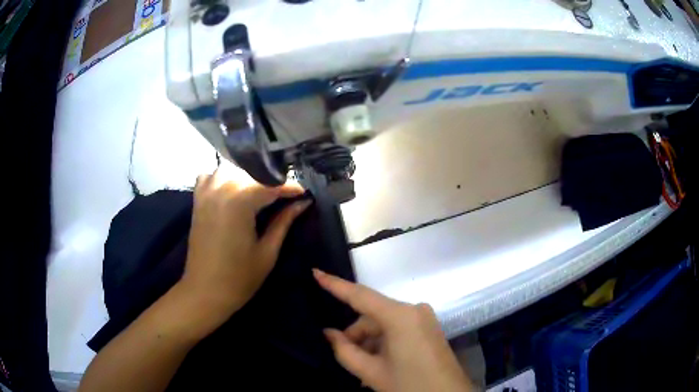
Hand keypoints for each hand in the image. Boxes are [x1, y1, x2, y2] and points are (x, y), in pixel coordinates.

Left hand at [180, 167, 309, 332]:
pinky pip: (210, 176)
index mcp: (240, 201)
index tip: (305, 194)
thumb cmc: (239, 278)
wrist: (204, 292)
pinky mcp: (197, 200)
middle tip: (288, 195)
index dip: (291, 188)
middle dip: (273, 181)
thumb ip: (284, 222)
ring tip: (262, 189)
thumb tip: (302, 203)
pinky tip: (232, 188)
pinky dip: (222, 176)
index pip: (272, 185)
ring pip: (232, 169)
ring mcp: (206, 192)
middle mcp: (222, 188)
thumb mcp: (267, 251)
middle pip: (252, 173)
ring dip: (248, 175)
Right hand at [314, 269, 473, 391]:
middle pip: (372, 316)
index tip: (315, 272)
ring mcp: (424, 318)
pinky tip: (380, 363)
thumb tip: (329, 333)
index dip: (335, 284)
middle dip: (356, 336)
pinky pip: (398, 329)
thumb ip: (345, 350)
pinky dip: (384, 343)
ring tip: (365, 369)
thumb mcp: (372, 372)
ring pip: (384, 324)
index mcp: (400, 316)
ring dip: (370, 342)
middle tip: (347, 359)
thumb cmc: (409, 384)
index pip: (360, 295)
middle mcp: (414, 310)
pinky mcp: (429, 327)